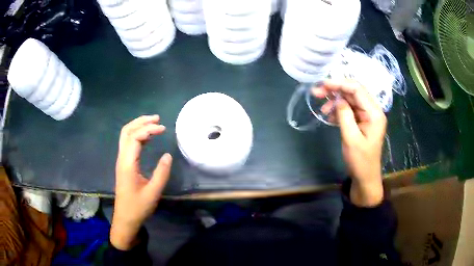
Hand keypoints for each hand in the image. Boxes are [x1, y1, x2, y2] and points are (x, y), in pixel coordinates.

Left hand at [110, 115, 172, 249]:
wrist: (125, 218)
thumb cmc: (138, 207)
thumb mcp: (153, 192)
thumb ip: (161, 173)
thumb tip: (168, 155)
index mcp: (127, 164)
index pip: (135, 137)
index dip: (149, 129)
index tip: (164, 129)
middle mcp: (121, 158)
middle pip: (127, 131)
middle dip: (141, 121)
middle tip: (157, 119)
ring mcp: (121, 161)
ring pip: (125, 136)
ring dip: (138, 126)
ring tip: (153, 123)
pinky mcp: (123, 164)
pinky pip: (127, 144)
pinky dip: (136, 135)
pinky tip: (147, 138)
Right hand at [313, 80, 386, 206]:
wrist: (365, 178)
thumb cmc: (360, 161)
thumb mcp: (351, 139)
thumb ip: (345, 115)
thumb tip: (337, 98)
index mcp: (374, 113)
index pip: (357, 89)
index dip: (340, 84)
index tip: (323, 84)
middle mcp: (372, 110)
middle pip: (353, 92)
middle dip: (335, 91)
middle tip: (316, 93)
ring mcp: (367, 116)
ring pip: (350, 100)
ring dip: (335, 102)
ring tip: (322, 109)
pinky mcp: (361, 121)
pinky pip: (349, 110)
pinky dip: (338, 111)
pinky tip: (329, 117)